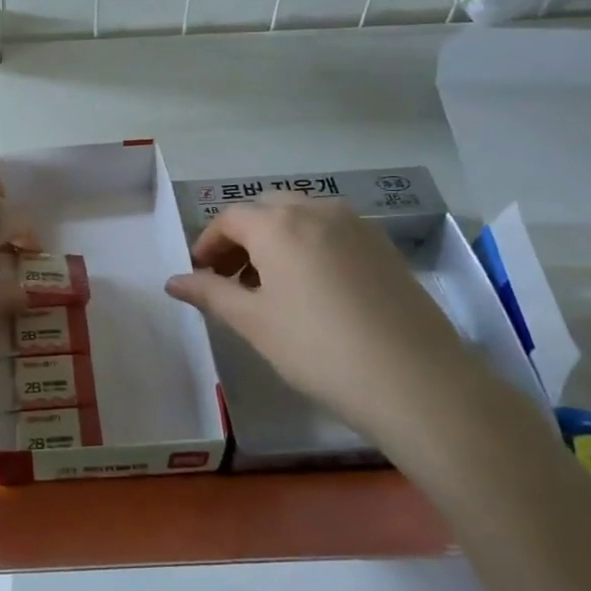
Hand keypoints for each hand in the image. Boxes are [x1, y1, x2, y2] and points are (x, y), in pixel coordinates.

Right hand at [164, 196, 486, 447]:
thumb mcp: (254, 323)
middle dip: (241, 237)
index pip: (230, 218)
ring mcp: (356, 225)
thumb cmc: (319, 349)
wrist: (416, 381)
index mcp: (279, 224)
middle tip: (230, 277)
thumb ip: (210, 294)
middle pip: (266, 209)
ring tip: (269, 287)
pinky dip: (308, 246)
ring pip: (301, 217)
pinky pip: (331, 232)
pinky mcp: (383, 246)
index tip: (200, 273)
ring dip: (275, 240)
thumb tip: (173, 281)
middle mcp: (317, 210)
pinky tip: (311, 289)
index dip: (208, 243)